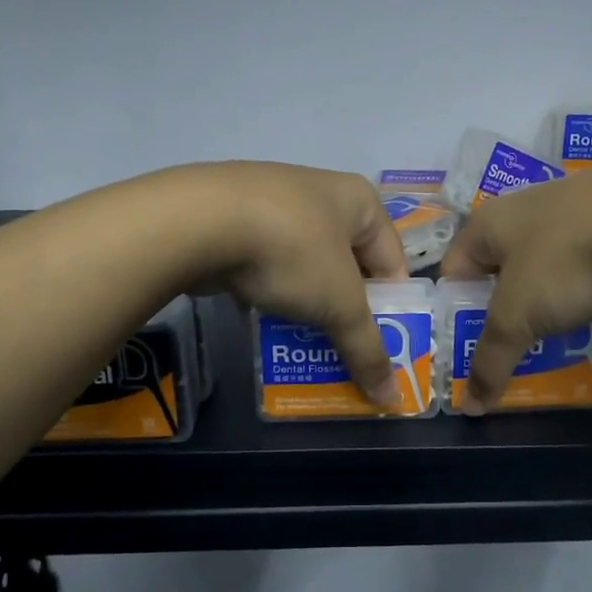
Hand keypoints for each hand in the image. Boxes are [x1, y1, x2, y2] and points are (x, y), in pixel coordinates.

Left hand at [173, 162, 409, 404]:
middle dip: (346, 309)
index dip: (391, 307)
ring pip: (305, 264)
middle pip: (347, 263)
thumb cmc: (292, 252)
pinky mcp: (233, 215)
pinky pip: (267, 260)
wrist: (198, 221)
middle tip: (343, 348)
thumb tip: (392, 400)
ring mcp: (274, 199)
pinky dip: (270, 289)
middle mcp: (321, 191)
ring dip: (307, 302)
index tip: (380, 345)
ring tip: (302, 341)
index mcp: (359, 200)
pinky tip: (262, 317)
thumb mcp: (339, 306)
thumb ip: (367, 350)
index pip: (393, 262)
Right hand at [440, 166, 591, 412]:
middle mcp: (518, 207)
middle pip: (498, 269)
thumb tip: (469, 407)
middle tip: (516, 345)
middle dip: (504, 309)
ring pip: (541, 261)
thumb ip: (490, 361)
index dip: (456, 313)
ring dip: (544, 296)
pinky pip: (579, 255)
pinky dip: (580, 280)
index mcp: (485, 224)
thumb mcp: (517, 319)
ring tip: (558, 331)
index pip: (452, 273)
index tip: (474, 346)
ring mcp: (566, 205)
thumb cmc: (563, 262)